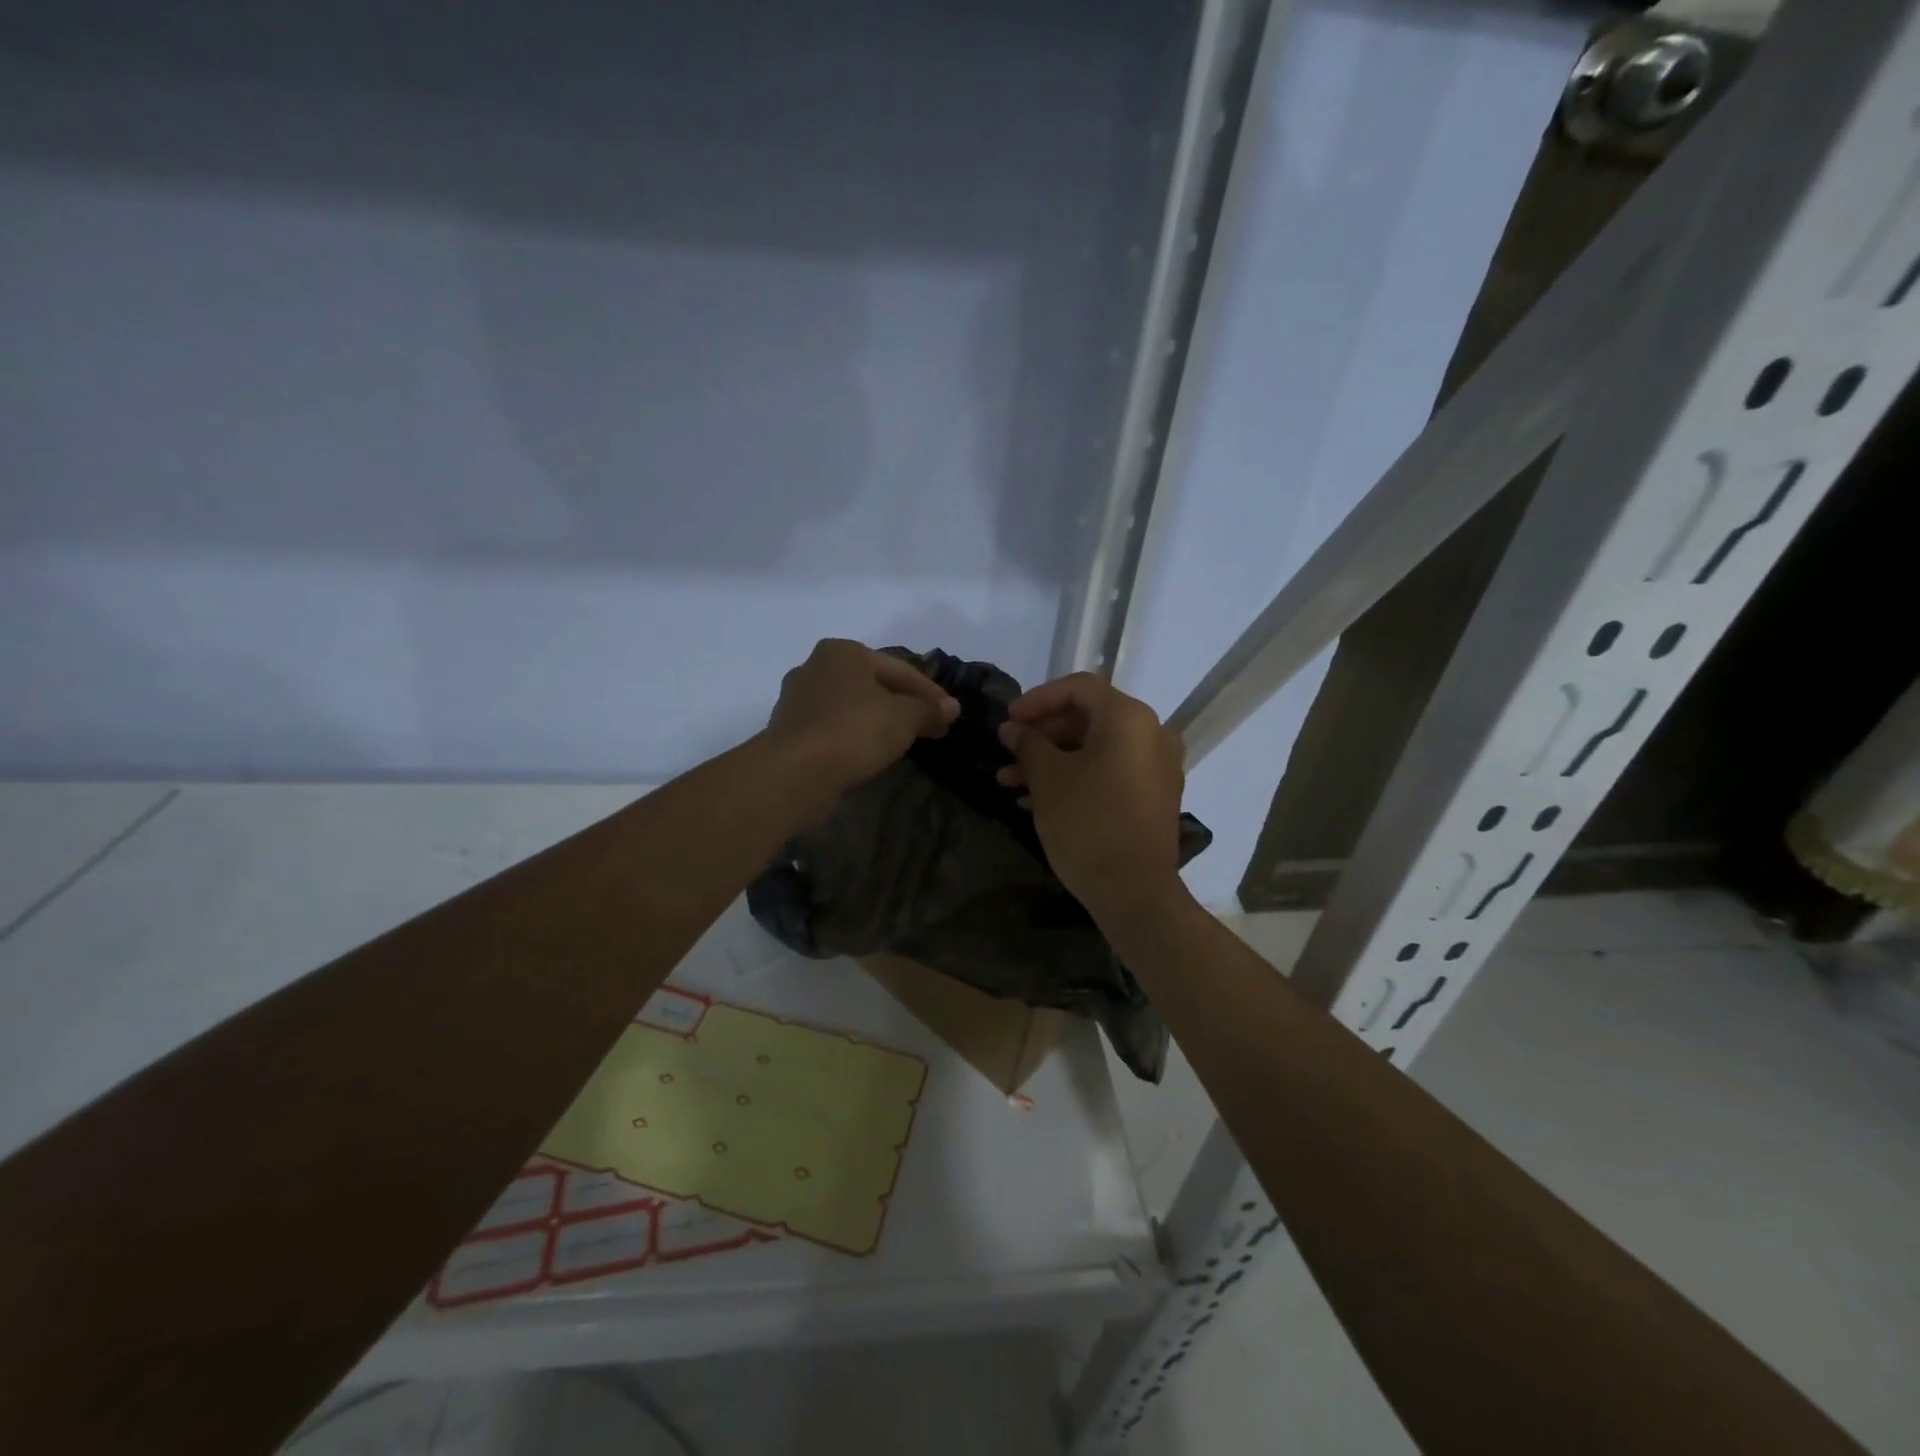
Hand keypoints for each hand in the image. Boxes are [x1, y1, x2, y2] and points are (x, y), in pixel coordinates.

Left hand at [764, 639, 958, 801]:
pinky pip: (832, 727)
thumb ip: (929, 710)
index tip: (949, 714)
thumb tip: (952, 708)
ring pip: (850, 706)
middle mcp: (815, 666)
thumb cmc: (854, 731)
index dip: (929, 692)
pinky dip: (853, 736)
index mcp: (842, 651)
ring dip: (877, 720)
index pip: (898, 669)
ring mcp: (796, 699)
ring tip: (901, 740)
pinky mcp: (788, 730)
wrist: (795, 772)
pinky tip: (868, 752)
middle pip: (872, 685)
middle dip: (902, 704)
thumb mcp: (904, 718)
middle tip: (929, 726)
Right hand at [995, 673, 1186, 915]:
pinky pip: (1111, 771)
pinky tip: (1038, 799)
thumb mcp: (1048, 779)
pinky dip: (1077, 777)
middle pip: (1089, 717)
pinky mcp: (1155, 796)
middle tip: (1008, 751)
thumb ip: (1028, 744)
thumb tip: (1012, 729)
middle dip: (1043, 734)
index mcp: (1129, 718)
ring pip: (1097, 748)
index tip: (1008, 720)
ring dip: (1053, 759)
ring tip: (1011, 782)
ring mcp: (1158, 767)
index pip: (1079, 688)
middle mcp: (1152, 733)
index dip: (1037, 699)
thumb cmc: (1087, 823)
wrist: (1134, 892)